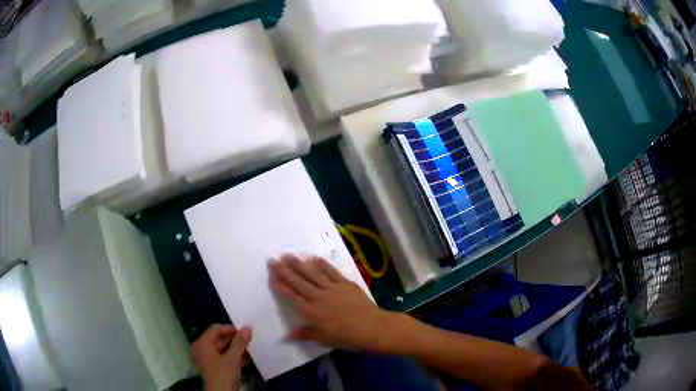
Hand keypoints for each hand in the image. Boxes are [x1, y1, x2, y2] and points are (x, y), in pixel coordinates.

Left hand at [191, 324, 251, 390]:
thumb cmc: (223, 373)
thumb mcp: (233, 357)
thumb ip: (240, 342)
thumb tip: (247, 328)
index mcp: (202, 343)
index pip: (215, 329)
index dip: (230, 329)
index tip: (244, 332)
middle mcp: (201, 349)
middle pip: (218, 339)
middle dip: (234, 340)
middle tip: (248, 340)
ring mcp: (206, 360)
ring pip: (222, 350)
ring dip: (235, 349)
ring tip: (249, 349)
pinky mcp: (213, 369)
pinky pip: (222, 358)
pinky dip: (233, 358)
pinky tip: (246, 359)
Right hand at [270, 254, 390, 350]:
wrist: (371, 327)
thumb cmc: (346, 337)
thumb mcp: (323, 339)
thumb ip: (304, 334)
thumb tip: (285, 335)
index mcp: (311, 312)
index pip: (291, 296)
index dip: (280, 285)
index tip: (271, 275)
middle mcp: (318, 297)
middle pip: (298, 282)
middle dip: (284, 271)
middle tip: (273, 259)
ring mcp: (332, 288)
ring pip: (312, 274)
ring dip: (299, 264)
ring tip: (288, 255)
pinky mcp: (345, 283)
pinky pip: (330, 271)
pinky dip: (321, 264)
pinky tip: (312, 257)